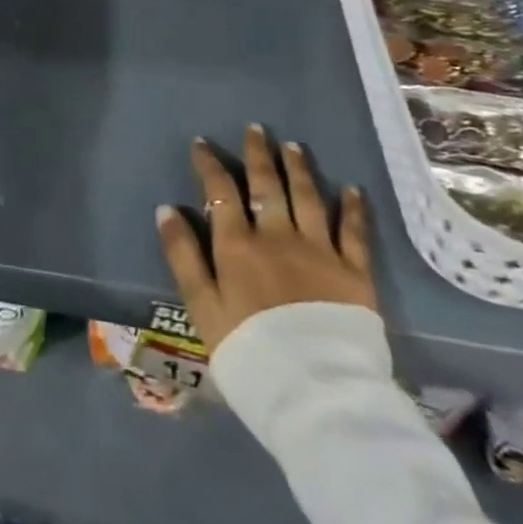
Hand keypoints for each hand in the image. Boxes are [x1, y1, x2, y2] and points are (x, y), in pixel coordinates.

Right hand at [155, 124, 375, 356]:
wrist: (315, 393)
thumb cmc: (248, 351)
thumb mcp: (201, 306)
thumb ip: (183, 256)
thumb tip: (166, 209)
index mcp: (237, 245)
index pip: (220, 192)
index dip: (209, 164)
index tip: (201, 143)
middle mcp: (278, 237)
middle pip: (267, 186)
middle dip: (258, 155)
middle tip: (255, 129)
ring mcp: (320, 252)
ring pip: (308, 198)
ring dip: (299, 169)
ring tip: (292, 146)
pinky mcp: (355, 273)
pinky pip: (354, 232)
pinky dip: (352, 208)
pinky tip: (352, 189)